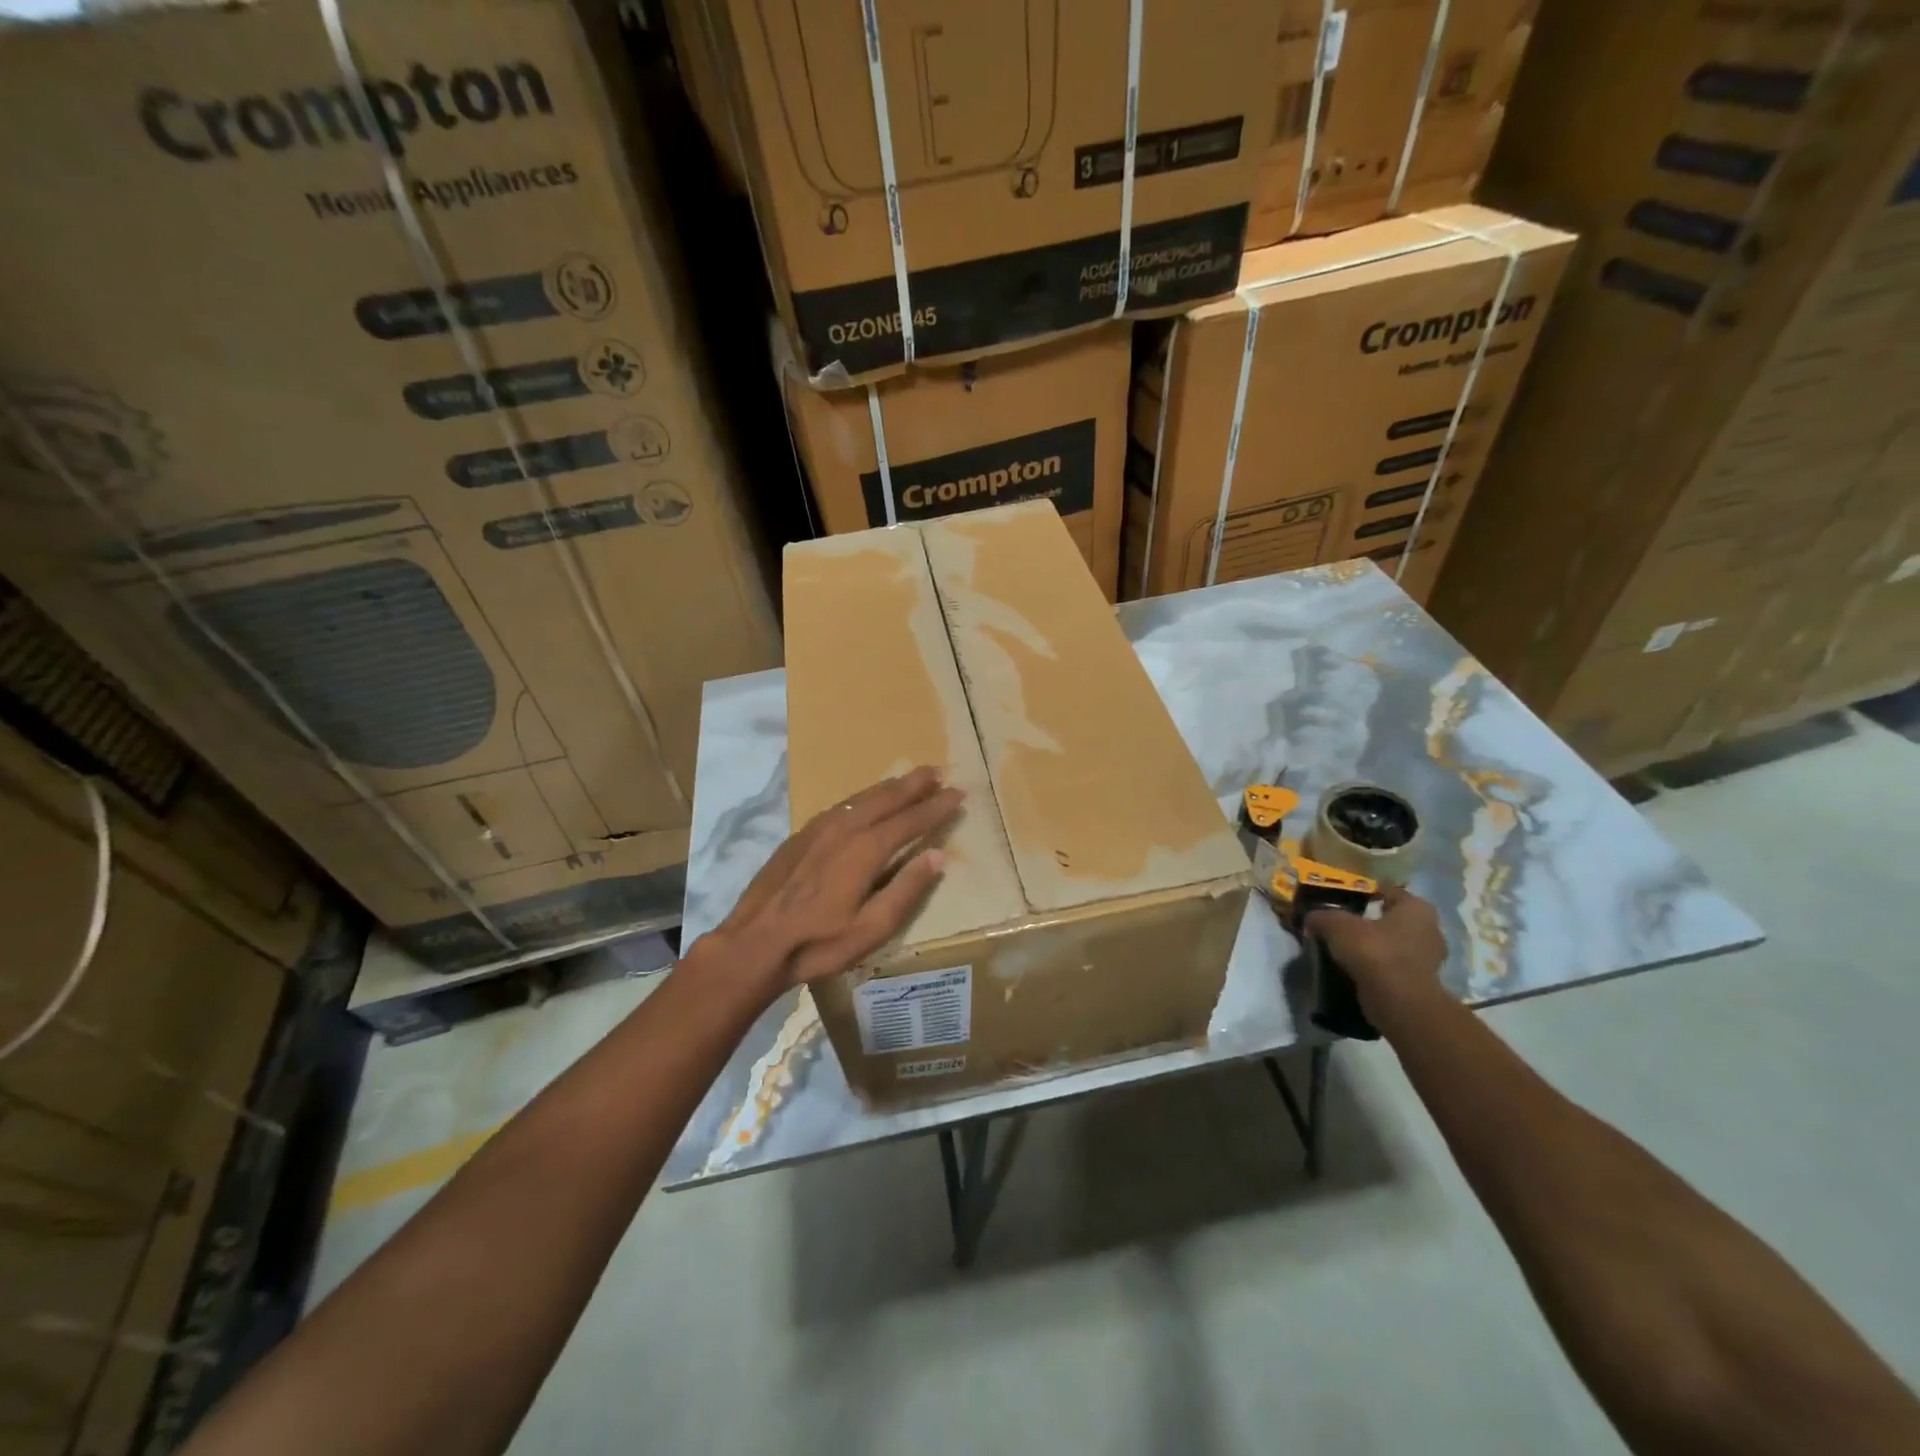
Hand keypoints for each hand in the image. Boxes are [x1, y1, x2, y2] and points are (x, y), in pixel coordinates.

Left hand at [707, 766, 963, 992]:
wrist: (754, 942)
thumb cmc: (819, 942)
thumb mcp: (872, 928)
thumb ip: (907, 889)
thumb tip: (938, 855)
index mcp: (866, 849)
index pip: (911, 820)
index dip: (937, 806)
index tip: (959, 793)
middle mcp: (844, 827)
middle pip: (887, 797)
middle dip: (916, 783)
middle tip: (940, 771)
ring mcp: (819, 827)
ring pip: (862, 797)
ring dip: (891, 786)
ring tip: (911, 778)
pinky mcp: (801, 834)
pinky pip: (842, 805)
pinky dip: (865, 797)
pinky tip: (867, 800)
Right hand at [1304, 885, 1447, 1026]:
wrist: (1397, 1001)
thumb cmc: (1374, 951)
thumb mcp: (1336, 925)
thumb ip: (1322, 916)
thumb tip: (1311, 918)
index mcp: (1417, 908)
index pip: (1389, 892)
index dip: (1364, 893)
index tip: (1343, 900)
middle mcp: (1430, 930)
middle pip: (1392, 920)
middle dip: (1369, 923)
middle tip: (1341, 925)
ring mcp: (1430, 960)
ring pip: (1393, 946)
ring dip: (1373, 948)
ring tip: (1344, 950)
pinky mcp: (1422, 985)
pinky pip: (1393, 968)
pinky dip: (1377, 968)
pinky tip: (1355, 970)